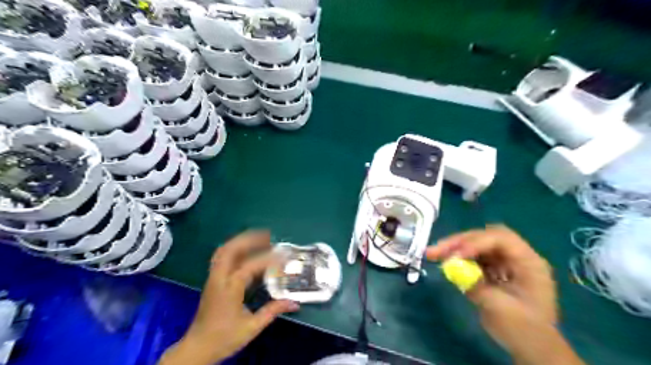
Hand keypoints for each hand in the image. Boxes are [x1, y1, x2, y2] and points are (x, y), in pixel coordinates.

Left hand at [159, 231, 299, 364]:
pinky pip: (222, 257)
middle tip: (268, 236)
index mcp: (229, 289)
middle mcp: (219, 278)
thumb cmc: (224, 338)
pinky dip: (235, 248)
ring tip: (259, 238)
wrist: (197, 348)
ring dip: (241, 241)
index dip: (268, 259)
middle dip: (249, 239)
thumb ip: (272, 311)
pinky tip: (247, 250)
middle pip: (230, 249)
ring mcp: (213, 278)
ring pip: (224, 250)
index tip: (284, 255)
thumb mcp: (251, 327)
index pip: (250, 266)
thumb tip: (294, 303)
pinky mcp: (212, 280)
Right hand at [429, 226, 584, 364]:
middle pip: (484, 237)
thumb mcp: (500, 309)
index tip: (455, 256)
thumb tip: (452, 267)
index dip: (476, 243)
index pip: (501, 239)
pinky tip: (443, 261)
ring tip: (432, 254)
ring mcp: (503, 261)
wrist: (532, 348)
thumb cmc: (524, 330)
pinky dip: (456, 258)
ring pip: (475, 244)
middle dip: (459, 241)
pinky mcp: (492, 268)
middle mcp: (515, 256)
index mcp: (529, 262)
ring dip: (453, 248)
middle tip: (435, 250)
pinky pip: (472, 257)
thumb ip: (476, 285)